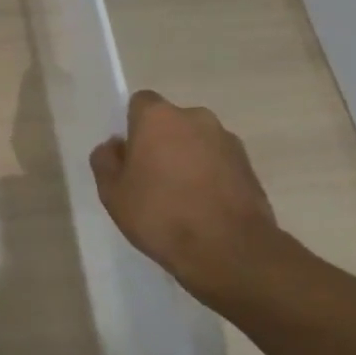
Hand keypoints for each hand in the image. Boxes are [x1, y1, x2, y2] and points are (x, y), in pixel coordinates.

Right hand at [90, 90, 286, 307]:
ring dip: (188, 159)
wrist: (230, 250)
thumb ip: (106, 162)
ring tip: (181, 199)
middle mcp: (196, 117)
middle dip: (162, 143)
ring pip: (197, 142)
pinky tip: (204, 208)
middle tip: (152, 180)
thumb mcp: (113, 194)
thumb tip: (114, 146)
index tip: (130, 156)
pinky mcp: (249, 165)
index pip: (140, 103)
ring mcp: (227, 140)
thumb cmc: (161, 215)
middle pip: (171, 122)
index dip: (133, 127)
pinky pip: (219, 162)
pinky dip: (211, 177)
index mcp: (159, 117)